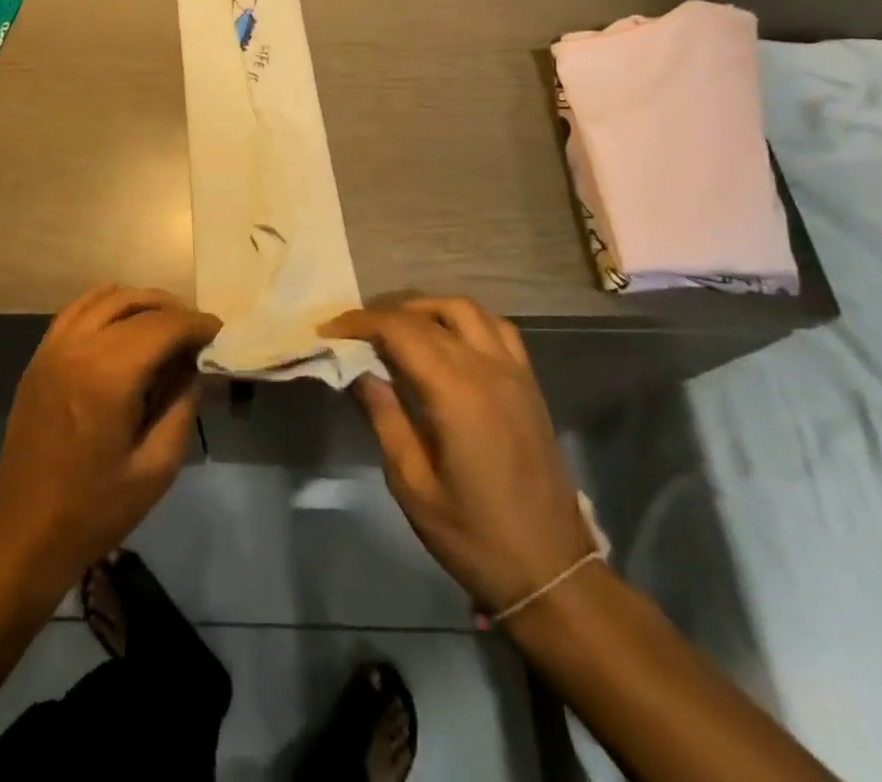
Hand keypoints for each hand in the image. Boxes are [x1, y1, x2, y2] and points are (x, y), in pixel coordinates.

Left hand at [0, 285, 221, 607]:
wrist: (22, 535)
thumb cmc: (94, 510)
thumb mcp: (156, 467)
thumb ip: (183, 406)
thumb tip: (197, 366)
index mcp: (109, 375)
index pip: (164, 326)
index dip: (197, 324)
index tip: (220, 332)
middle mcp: (79, 347)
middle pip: (137, 304)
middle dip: (174, 311)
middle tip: (198, 333)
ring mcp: (54, 347)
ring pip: (106, 297)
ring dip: (142, 302)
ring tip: (167, 324)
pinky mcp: (40, 356)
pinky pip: (77, 308)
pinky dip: (107, 303)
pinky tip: (125, 322)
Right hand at [322, 296, 592, 614]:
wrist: (552, 572)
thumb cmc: (474, 536)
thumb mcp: (413, 485)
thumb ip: (385, 419)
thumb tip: (359, 373)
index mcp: (456, 392)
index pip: (400, 330)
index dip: (360, 322)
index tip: (329, 329)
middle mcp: (487, 368)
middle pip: (428, 315)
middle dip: (385, 314)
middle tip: (354, 332)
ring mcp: (514, 372)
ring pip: (465, 310)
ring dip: (426, 308)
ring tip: (397, 328)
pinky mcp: (529, 384)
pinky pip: (497, 328)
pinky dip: (465, 321)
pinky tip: (448, 340)